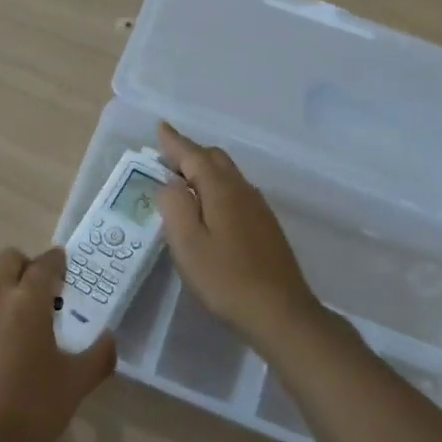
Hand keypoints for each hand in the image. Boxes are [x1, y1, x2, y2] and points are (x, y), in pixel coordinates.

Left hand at [0, 247, 115, 441]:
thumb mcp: (77, 382)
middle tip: (34, 286)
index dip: (56, 261)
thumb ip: (99, 354)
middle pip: (8, 258)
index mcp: (28, 301)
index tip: (62, 266)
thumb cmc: (33, 408)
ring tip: (4, 298)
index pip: (45, 264)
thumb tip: (109, 338)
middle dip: (25, 265)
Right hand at [156, 122, 322, 344]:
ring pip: (227, 175)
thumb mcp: (187, 243)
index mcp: (221, 189)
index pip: (194, 155)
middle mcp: (242, 190)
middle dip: (189, 153)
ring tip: (180, 182)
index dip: (174, 142)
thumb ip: (174, 206)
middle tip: (164, 159)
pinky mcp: (265, 227)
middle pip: (214, 159)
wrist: (281, 313)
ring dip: (203, 171)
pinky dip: (215, 188)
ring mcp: (258, 208)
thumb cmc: (226, 279)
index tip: (159, 127)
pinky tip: (208, 209)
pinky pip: (235, 192)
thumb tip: (169, 183)